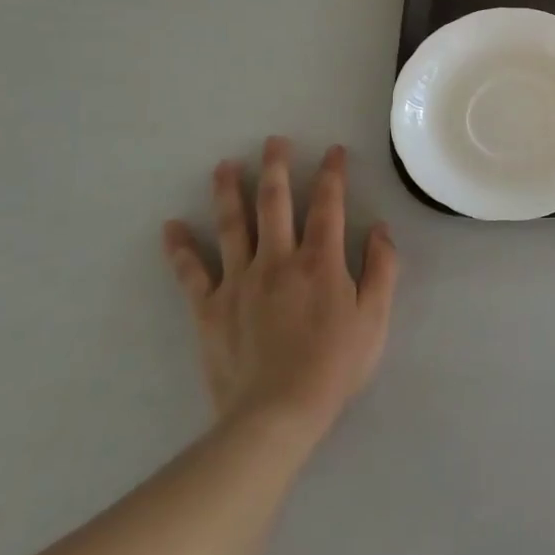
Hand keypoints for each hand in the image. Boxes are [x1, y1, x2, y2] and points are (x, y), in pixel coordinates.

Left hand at [163, 138, 397, 433]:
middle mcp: (278, 260)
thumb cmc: (335, 365)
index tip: (334, 151)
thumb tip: (380, 229)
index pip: (328, 205)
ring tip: (224, 166)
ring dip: (228, 192)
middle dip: (276, 168)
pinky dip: (180, 249)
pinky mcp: (210, 308)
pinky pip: (191, 273)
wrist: (277, 413)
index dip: (332, 174)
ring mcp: (239, 282)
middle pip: (275, 203)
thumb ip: (382, 268)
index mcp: (321, 260)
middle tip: (273, 141)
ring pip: (232, 226)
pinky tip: (171, 227)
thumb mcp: (376, 317)